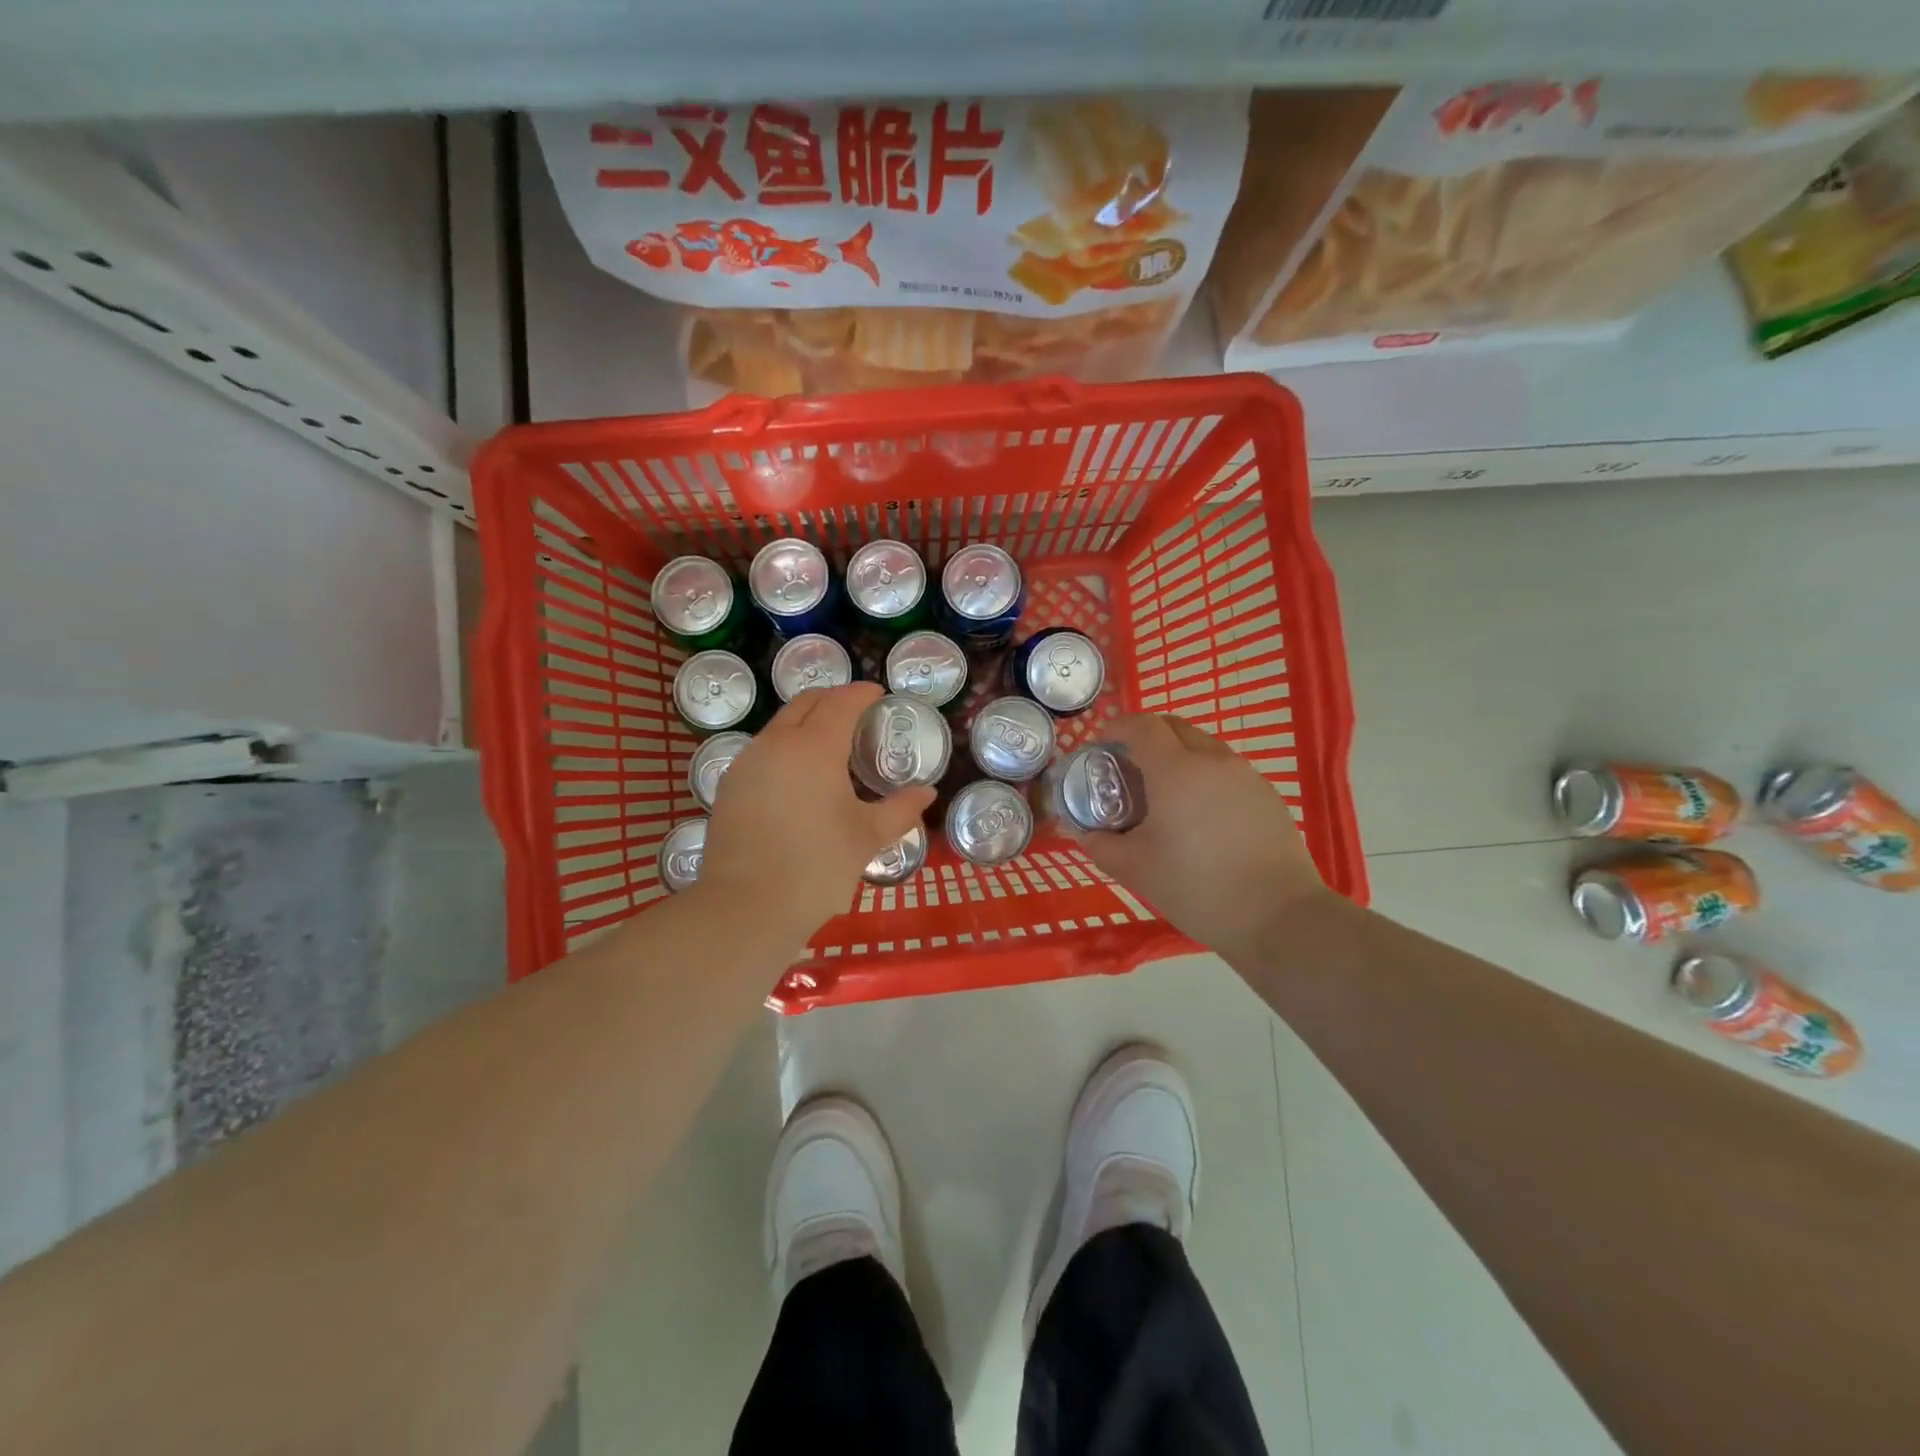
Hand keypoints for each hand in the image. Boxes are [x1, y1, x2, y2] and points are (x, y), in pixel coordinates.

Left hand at [695, 682, 934, 939]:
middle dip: (833, 699)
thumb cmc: (817, 867)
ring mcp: (747, 763)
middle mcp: (776, 743)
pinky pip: (762, 751)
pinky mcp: (730, 786)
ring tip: (829, 745)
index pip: (841, 702)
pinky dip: (785, 748)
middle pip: (805, 704)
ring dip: (806, 722)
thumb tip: (927, 793)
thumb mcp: (867, 837)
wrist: (747, 907)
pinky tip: (798, 776)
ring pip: (780, 726)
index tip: (878, 694)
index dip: (862, 693)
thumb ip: (900, 809)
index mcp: (814, 747)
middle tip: (856, 713)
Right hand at [1066, 713, 1327, 956]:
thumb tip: (1077, 830)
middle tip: (1127, 767)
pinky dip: (1202, 774)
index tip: (1101, 746)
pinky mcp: (1266, 794)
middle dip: (1145, 736)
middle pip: (1173, 726)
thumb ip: (1099, 843)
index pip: (1141, 725)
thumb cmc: (1196, 888)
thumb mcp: (1135, 869)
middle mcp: (1212, 760)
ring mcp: (1245, 774)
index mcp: (1175, 770)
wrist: (1278, 917)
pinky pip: (1225, 768)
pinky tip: (1198, 814)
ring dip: (1176, 754)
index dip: (1117, 727)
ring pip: (1202, 745)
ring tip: (1162, 793)